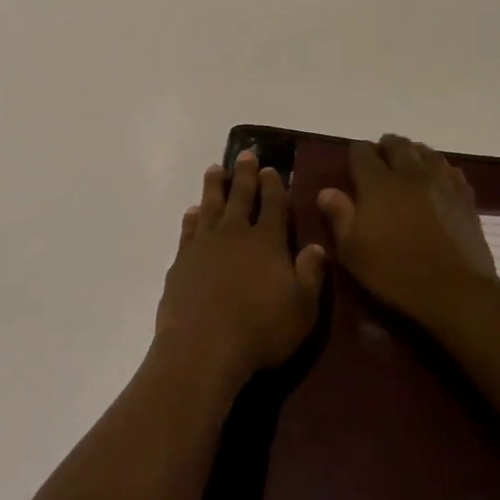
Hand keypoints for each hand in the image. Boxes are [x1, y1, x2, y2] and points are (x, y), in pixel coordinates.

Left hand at [155, 149, 325, 388]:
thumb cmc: (261, 329)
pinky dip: (192, 217)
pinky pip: (188, 229)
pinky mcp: (182, 260)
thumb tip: (317, 245)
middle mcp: (235, 234)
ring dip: (214, 186)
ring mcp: (204, 244)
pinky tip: (193, 211)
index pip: (273, 205)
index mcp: (268, 242)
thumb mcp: (302, 308)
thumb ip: (310, 274)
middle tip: (245, 155)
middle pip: (240, 196)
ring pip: (211, 205)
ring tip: (215, 169)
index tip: (271, 168)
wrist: (203, 345)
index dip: (273, 186)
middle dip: (244, 175)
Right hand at [315, 135, 499, 327]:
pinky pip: (451, 171)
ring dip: (414, 153)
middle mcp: (409, 174)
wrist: (455, 291)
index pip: (362, 152)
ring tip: (407, 163)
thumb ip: (339, 215)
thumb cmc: (395, 271)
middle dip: (385, 146)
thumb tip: (326, 191)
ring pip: (427, 153)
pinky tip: (437, 179)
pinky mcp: (465, 199)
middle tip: (379, 158)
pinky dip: (440, 169)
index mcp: (377, 184)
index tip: (352, 160)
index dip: (356, 151)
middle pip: (397, 145)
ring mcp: (441, 184)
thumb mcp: (352, 250)